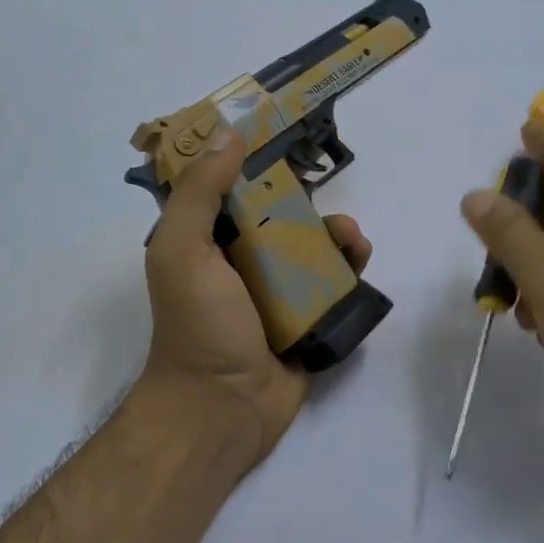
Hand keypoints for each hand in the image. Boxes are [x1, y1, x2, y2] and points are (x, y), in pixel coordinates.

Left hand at [140, 128, 371, 475]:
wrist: (224, 407)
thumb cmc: (199, 324)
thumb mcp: (183, 250)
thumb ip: (201, 193)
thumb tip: (229, 134)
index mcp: (207, 244)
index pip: (232, 191)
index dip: (255, 163)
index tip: (285, 136)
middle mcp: (240, 263)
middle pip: (280, 216)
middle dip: (306, 200)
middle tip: (327, 197)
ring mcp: (278, 292)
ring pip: (313, 247)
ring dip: (336, 233)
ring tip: (351, 237)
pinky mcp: (309, 317)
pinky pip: (333, 283)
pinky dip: (350, 267)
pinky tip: (360, 259)